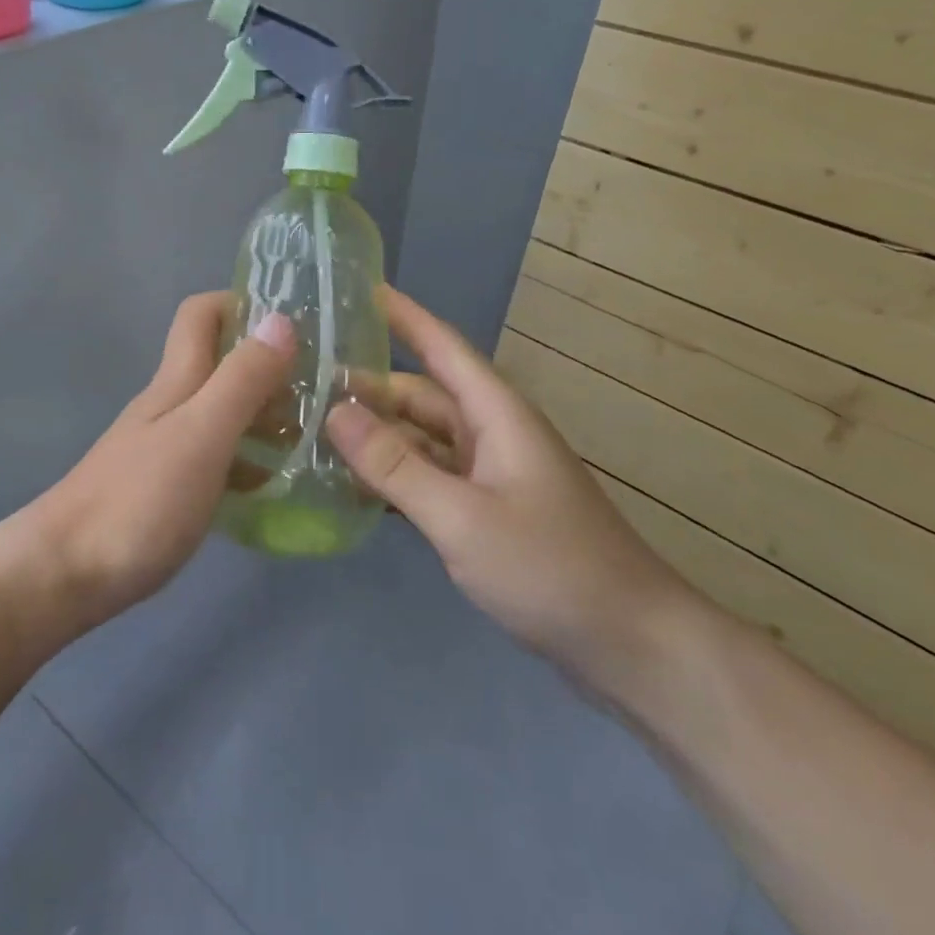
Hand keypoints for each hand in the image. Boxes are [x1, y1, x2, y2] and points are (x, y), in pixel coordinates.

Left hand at [19, 292, 295, 629]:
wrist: (66, 573)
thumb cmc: (138, 500)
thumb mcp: (201, 433)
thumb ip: (241, 379)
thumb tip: (281, 319)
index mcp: (178, 380)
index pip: (202, 313)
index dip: (243, 303)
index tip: (296, 324)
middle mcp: (172, 404)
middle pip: (221, 362)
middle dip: (271, 364)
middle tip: (325, 389)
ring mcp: (168, 447)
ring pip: (225, 411)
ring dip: (267, 414)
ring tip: (317, 436)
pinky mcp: (169, 488)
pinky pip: (220, 457)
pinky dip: (251, 459)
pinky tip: (279, 484)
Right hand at [325, 288, 694, 690]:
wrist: (631, 644)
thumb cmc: (550, 567)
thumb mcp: (461, 516)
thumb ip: (395, 465)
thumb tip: (334, 411)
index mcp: (496, 414)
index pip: (441, 346)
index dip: (402, 315)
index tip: (357, 289)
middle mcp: (492, 433)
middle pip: (422, 395)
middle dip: (369, 386)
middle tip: (304, 384)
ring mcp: (491, 474)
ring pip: (423, 438)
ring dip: (378, 435)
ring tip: (314, 431)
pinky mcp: (488, 510)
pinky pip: (431, 477)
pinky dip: (395, 475)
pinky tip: (353, 487)